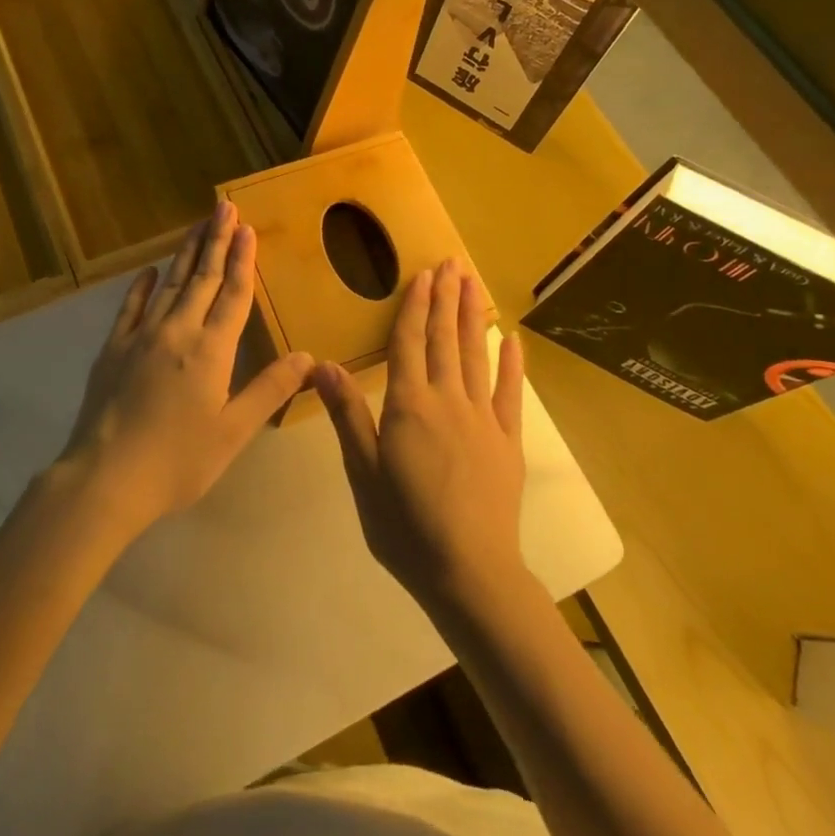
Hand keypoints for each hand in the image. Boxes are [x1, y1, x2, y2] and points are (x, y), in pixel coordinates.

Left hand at [58, 198, 312, 536]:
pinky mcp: (113, 348)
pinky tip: (149, 270)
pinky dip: (142, 286)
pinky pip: (130, 307)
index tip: (247, 227)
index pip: (233, 293)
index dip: (242, 259)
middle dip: (216, 239)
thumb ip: (270, 389)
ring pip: (170, 283)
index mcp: (211, 350)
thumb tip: (308, 356)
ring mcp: (141, 336)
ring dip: (186, 253)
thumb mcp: (233, 431)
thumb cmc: (177, 460)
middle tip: (223, 206)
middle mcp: (178, 331)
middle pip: (202, 277)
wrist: (105, 477)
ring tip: (198, 225)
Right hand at [314, 258, 528, 614]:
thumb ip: (347, 415)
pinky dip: (512, 364)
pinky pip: (510, 393)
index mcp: (409, 406)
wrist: (469, 572)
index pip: (409, 343)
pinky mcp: (508, 440)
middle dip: (446, 298)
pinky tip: (512, 339)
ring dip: (473, 317)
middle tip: (452, 263)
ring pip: (476, 355)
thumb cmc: (404, 525)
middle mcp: (448, 400)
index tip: (423, 274)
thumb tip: (322, 365)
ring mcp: (483, 418)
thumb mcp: (364, 472)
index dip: (415, 306)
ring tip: (473, 283)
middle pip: (445, 339)